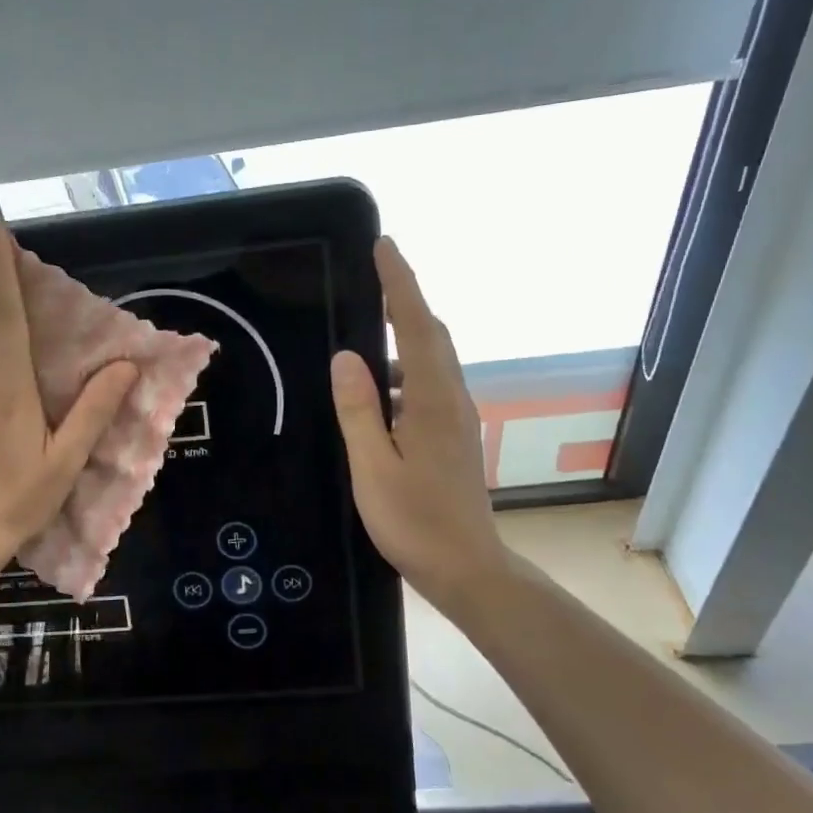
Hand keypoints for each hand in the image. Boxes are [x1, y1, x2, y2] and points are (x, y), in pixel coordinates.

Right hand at [330, 237, 503, 612]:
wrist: (466, 567)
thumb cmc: (414, 521)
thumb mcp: (372, 467)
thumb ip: (358, 410)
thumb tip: (346, 357)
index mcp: (431, 401)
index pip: (416, 326)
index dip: (400, 283)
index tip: (385, 246)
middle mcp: (451, 400)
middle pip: (431, 335)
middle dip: (406, 299)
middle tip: (376, 273)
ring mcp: (456, 419)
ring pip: (431, 361)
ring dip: (405, 335)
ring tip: (369, 327)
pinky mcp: (453, 437)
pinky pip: (428, 385)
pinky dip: (405, 370)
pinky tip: (379, 389)